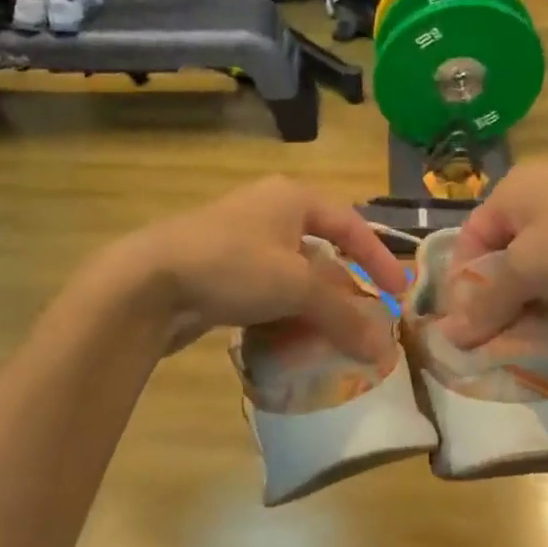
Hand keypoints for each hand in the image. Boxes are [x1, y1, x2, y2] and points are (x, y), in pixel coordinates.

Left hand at [115, 176, 406, 359]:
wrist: (148, 282)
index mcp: (292, 198)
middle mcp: (268, 211)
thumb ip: (343, 315)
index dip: (378, 258)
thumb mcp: (296, 287)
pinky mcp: (218, 270)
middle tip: (364, 321)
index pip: (351, 225)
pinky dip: (282, 313)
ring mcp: (240, 240)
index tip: (399, 293)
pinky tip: (288, 341)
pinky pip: (265, 291)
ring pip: (291, 275)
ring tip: (330, 338)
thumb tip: (384, 348)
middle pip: (321, 251)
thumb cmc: (232, 266)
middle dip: (344, 289)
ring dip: (313, 306)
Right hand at [441, 163, 547, 347]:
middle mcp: (540, 192)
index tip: (468, 325)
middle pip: (502, 251)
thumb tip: (449, 337)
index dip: (463, 284)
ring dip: (528, 295)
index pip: (469, 239)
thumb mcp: (526, 272)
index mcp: (512, 190)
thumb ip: (486, 303)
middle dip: (496, 294)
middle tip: (497, 333)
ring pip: (535, 260)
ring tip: (529, 329)